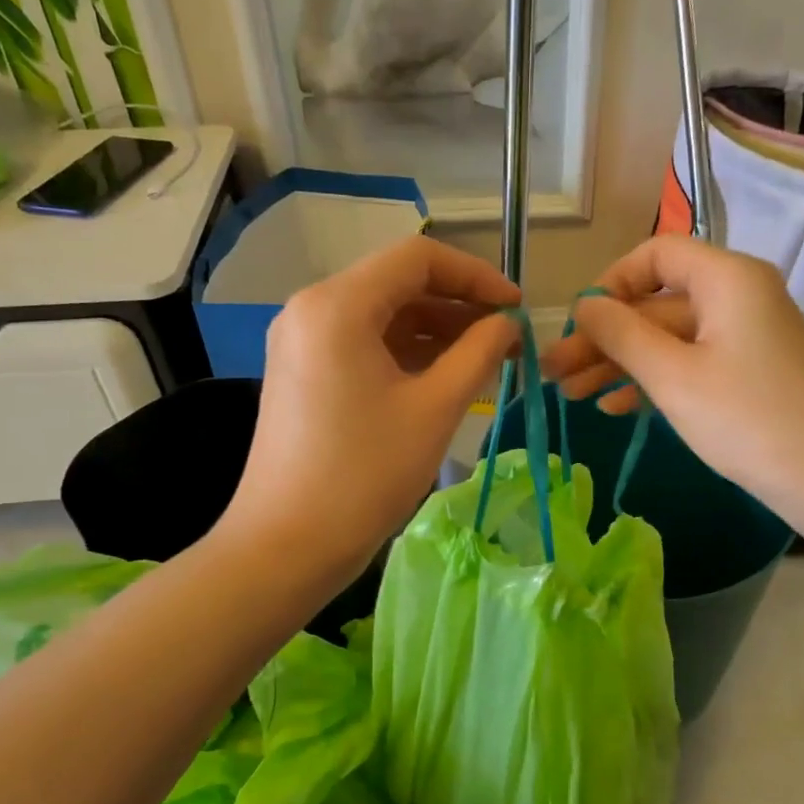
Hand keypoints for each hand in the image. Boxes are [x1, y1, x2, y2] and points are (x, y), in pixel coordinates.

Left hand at [225, 236, 519, 587]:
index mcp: (338, 305)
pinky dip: (406, 352)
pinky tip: (444, 377)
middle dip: (458, 305)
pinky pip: (363, 344)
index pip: (418, 259)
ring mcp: (302, 341)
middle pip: (398, 283)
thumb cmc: (365, 474)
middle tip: (506, 339)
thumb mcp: (435, 408)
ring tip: (485, 361)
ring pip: (382, 315)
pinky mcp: (303, 372)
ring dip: (436, 330)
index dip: (476, 275)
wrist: (287, 544)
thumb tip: (508, 324)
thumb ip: (479, 353)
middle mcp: (312, 308)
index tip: (516, 308)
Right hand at [540, 235, 803, 541]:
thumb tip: (584, 305)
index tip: (578, 324)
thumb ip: (621, 335)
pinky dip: (652, 381)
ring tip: (571, 395)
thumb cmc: (749, 419)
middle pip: (656, 303)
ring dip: (620, 363)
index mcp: (726, 278)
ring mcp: (744, 338)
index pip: (655, 254)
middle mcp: (737, 296)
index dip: (610, 283)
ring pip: (668, 339)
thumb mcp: (673, 376)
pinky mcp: (748, 375)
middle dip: (604, 336)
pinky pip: (689, 364)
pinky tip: (613, 407)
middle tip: (554, 373)